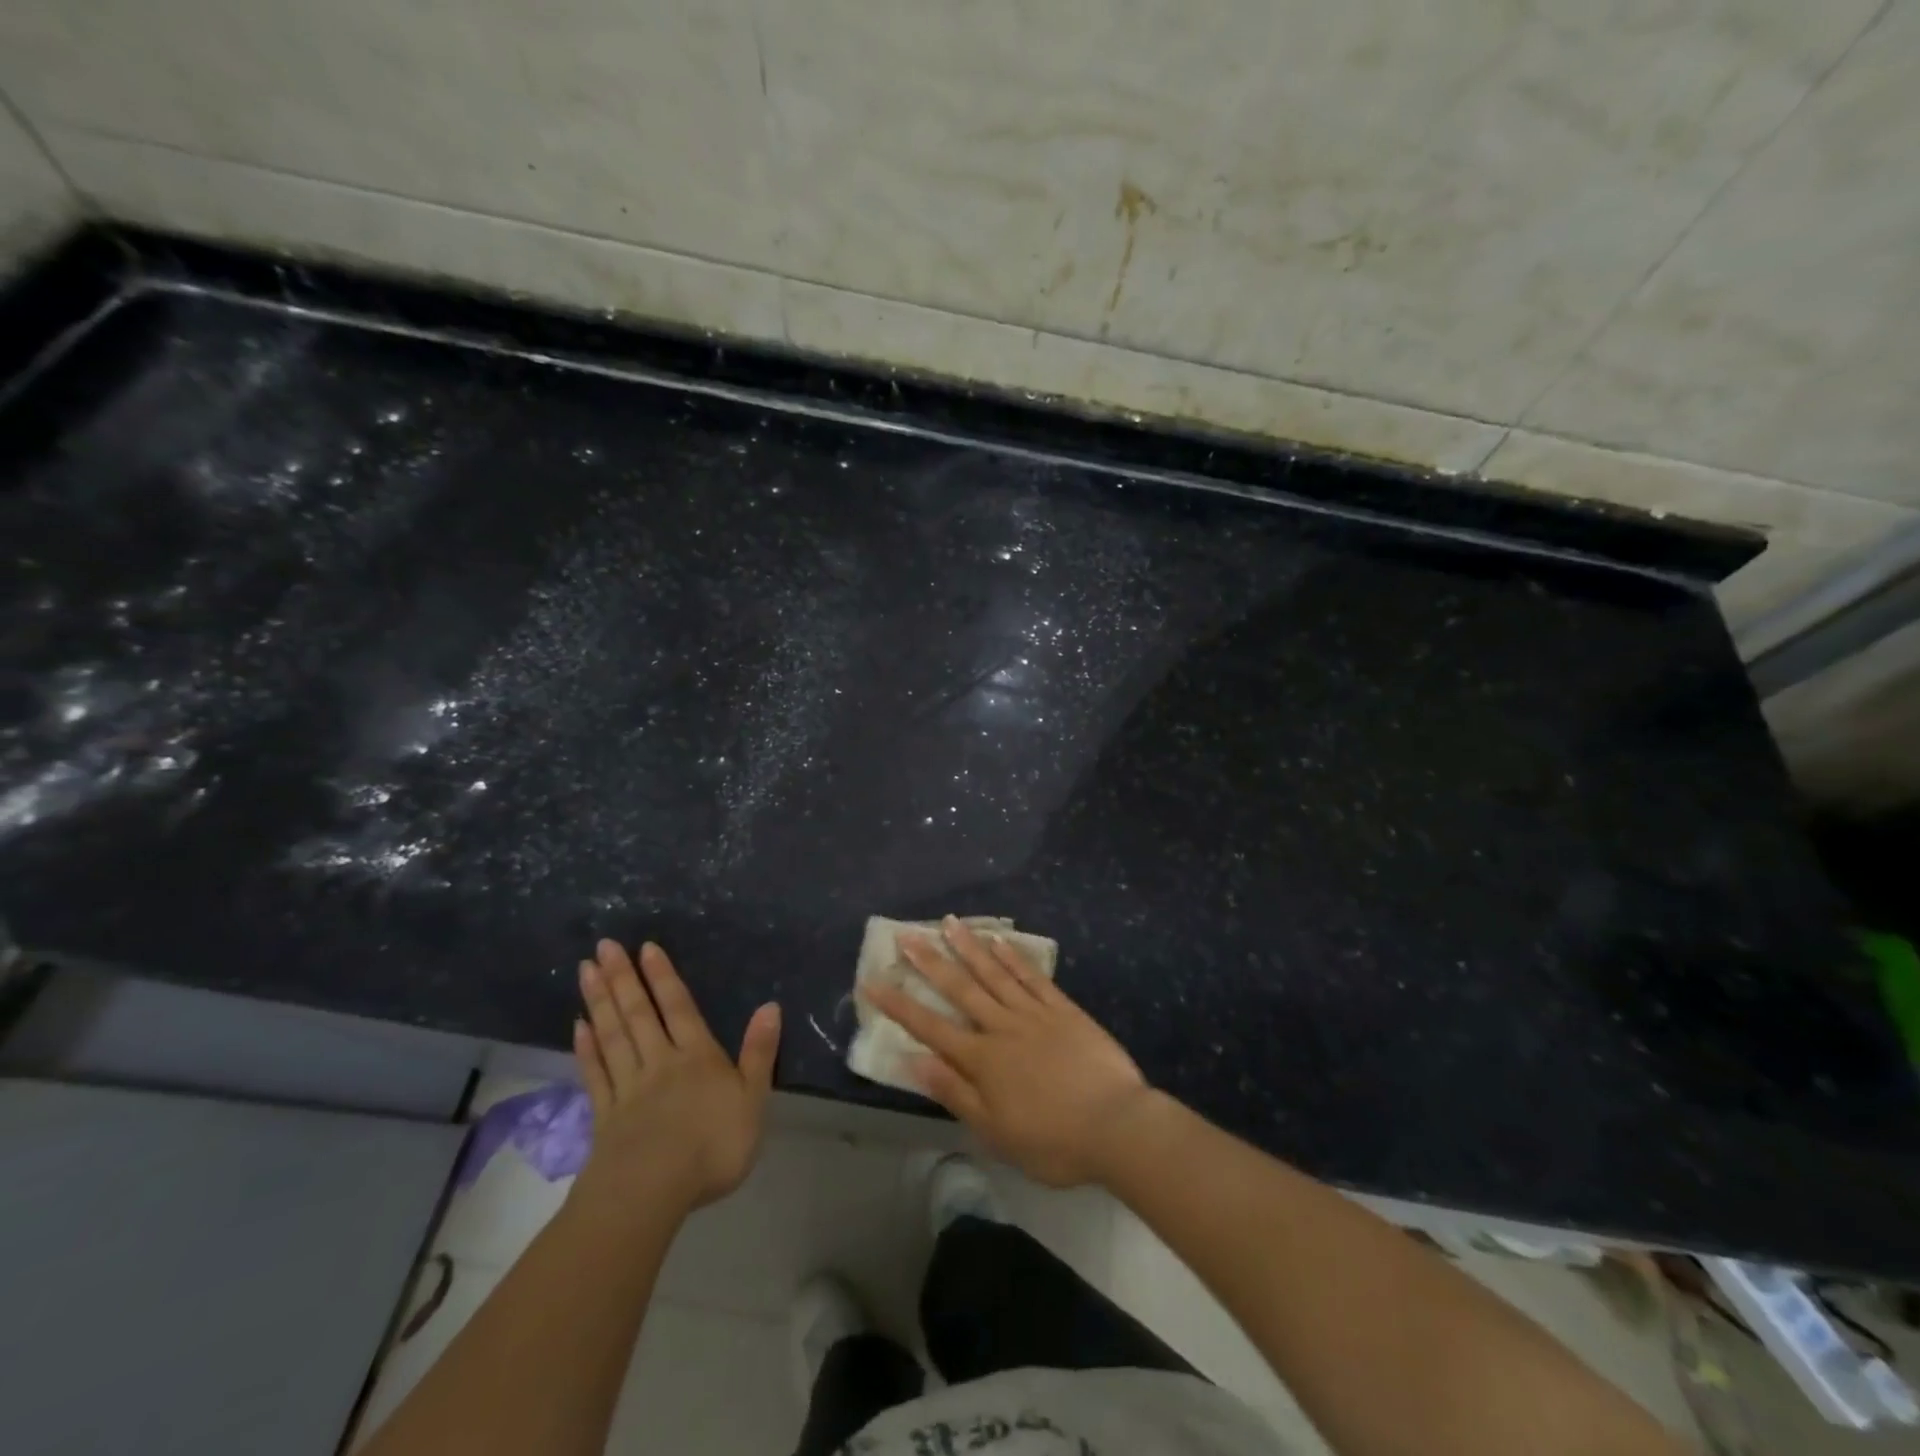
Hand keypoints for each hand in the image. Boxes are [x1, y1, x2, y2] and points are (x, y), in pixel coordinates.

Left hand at [571, 939, 780, 1219]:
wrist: (652, 1192)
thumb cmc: (712, 1146)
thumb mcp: (752, 1099)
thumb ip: (759, 1053)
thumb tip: (771, 1006)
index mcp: (697, 1056)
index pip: (679, 1007)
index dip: (663, 976)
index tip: (645, 947)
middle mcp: (660, 1061)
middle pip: (639, 1013)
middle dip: (623, 978)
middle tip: (603, 946)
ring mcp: (629, 1087)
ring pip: (613, 1036)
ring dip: (600, 1002)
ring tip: (586, 971)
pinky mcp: (606, 1115)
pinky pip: (596, 1073)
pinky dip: (587, 1048)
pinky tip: (578, 1027)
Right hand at [866, 916, 1151, 1187]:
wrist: (1116, 1126)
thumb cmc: (1052, 1140)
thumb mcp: (994, 1131)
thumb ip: (953, 1092)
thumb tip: (912, 1061)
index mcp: (981, 1059)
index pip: (930, 1027)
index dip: (899, 1005)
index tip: (873, 981)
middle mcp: (1001, 1027)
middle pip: (959, 989)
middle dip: (930, 962)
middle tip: (907, 935)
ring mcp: (1033, 1013)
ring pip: (994, 974)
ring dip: (969, 947)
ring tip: (948, 922)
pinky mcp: (1062, 1009)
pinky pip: (1032, 977)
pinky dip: (1013, 957)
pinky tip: (998, 941)